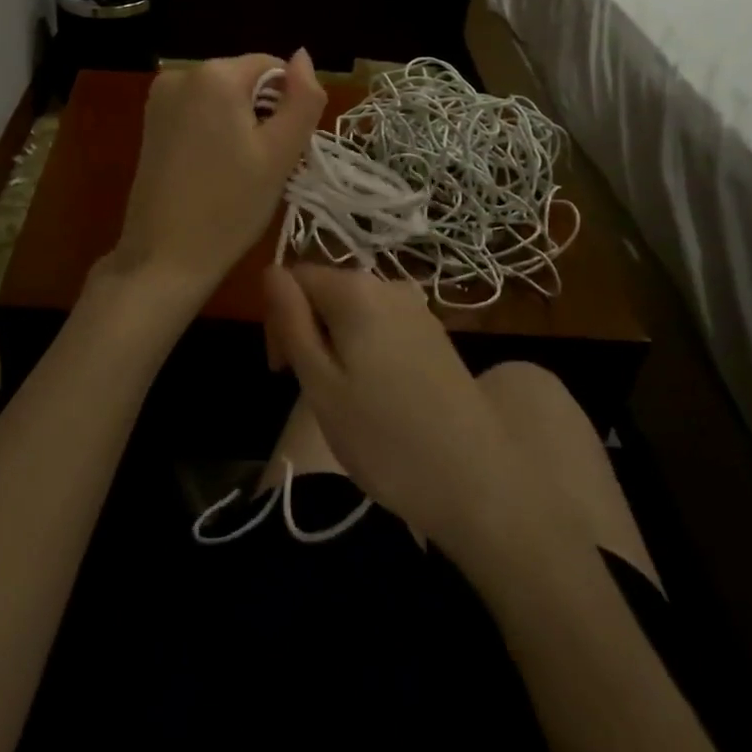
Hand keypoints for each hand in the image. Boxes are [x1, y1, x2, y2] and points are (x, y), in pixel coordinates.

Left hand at [100, 51, 326, 321]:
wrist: (164, 257)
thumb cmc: (230, 206)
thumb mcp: (281, 153)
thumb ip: (303, 98)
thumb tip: (303, 55)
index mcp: (214, 74)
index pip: (272, 67)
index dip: (288, 105)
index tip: (284, 149)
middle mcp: (180, 73)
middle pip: (245, 81)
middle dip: (263, 115)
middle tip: (265, 166)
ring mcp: (159, 98)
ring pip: (223, 99)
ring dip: (241, 125)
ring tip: (240, 172)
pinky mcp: (150, 122)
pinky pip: (199, 112)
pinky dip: (215, 132)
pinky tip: (215, 170)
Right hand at [262, 263, 540, 558]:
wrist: (480, 479)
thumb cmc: (385, 437)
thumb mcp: (320, 383)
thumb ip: (292, 321)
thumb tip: (270, 271)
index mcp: (354, 290)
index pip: (295, 278)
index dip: (278, 318)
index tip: (283, 370)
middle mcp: (388, 285)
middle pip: (326, 291)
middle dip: (307, 330)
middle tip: (308, 388)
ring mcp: (417, 309)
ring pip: (354, 312)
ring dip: (335, 342)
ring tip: (342, 398)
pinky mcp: (435, 335)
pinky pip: (382, 327)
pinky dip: (365, 350)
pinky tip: (376, 395)